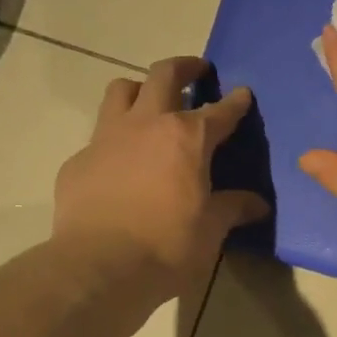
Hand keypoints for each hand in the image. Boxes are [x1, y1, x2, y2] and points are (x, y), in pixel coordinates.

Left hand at [50, 57, 269, 301]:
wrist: (100, 268)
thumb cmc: (168, 246)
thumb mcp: (212, 229)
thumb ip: (233, 207)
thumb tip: (258, 204)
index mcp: (188, 138)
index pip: (220, 110)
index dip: (236, 101)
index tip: (243, 94)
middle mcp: (147, 125)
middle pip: (164, 75)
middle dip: (185, 67)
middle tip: (197, 71)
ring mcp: (107, 138)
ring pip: (121, 90)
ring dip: (141, 89)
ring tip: (150, 102)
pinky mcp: (78, 161)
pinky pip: (98, 135)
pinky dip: (115, 138)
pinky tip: (121, 162)